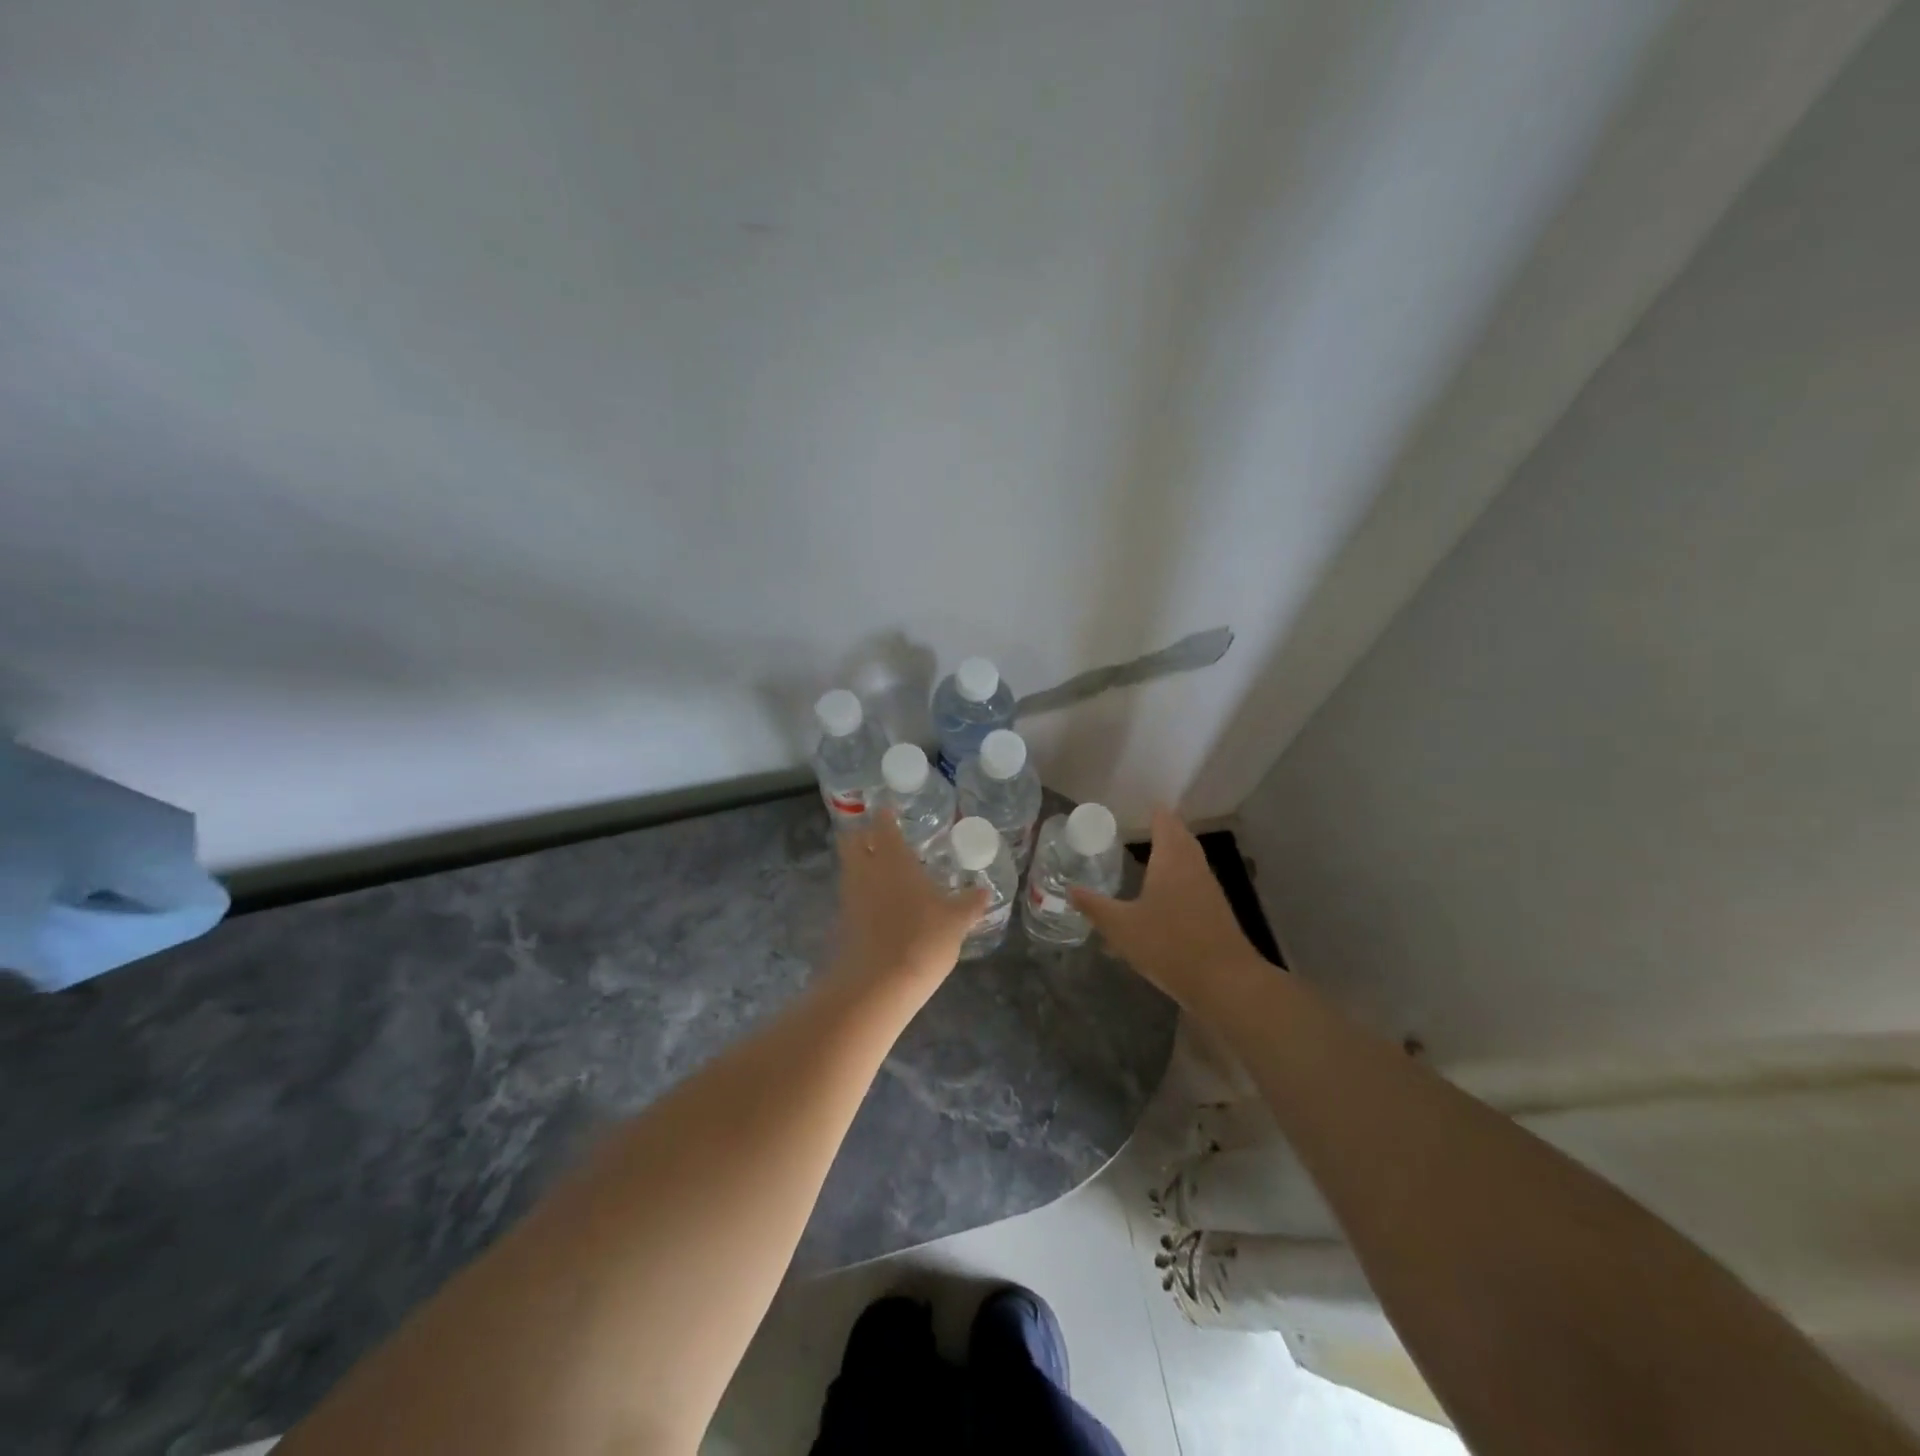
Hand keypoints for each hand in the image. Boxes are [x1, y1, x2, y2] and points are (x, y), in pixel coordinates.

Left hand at [830, 810, 987, 993]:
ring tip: (883, 869)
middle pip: (853, 841)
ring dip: (860, 863)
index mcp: (893, 858)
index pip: (883, 825)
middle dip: (862, 835)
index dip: (884, 815)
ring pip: (849, 868)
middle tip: (880, 836)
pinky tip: (879, 903)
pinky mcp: (843, 922)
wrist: (878, 984)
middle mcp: (866, 870)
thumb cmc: (922, 938)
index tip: (888, 810)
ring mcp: (850, 896)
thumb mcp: (956, 920)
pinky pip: (850, 895)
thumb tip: (985, 891)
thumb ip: (970, 902)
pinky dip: (861, 892)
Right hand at [1070, 808, 1259, 1007]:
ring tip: (1148, 852)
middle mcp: (1193, 866)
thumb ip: (1094, 906)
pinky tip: (1164, 891)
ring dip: (1173, 851)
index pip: (1164, 821)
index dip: (1153, 810)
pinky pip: (1194, 879)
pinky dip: (1179, 874)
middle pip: (1181, 836)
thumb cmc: (1170, 945)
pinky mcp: (1216, 911)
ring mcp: (1209, 888)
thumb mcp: (1121, 927)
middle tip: (1139, 824)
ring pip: (1190, 858)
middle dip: (1163, 828)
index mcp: (1171, 860)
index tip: (1137, 803)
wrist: (1226, 982)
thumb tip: (1070, 890)